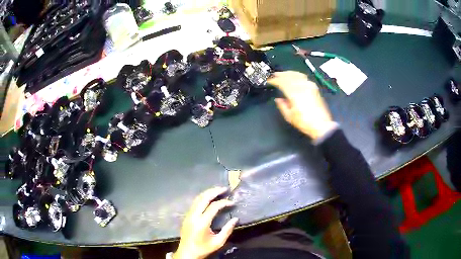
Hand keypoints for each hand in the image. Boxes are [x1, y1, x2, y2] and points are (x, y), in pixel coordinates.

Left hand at [173, 187, 238, 258]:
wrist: (187, 252)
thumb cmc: (203, 248)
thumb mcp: (218, 242)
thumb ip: (227, 230)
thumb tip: (235, 219)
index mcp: (202, 222)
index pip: (214, 206)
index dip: (224, 202)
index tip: (232, 202)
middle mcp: (194, 215)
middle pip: (203, 198)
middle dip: (214, 191)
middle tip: (224, 189)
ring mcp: (189, 215)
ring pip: (197, 198)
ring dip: (208, 193)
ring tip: (218, 190)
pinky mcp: (187, 216)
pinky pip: (194, 203)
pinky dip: (202, 197)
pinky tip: (209, 198)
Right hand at [268, 71, 336, 140]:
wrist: (321, 125)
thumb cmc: (305, 122)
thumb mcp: (289, 117)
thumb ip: (282, 106)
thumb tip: (278, 99)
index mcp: (294, 93)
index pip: (282, 82)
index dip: (274, 80)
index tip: (269, 80)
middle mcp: (302, 87)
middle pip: (289, 76)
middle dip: (280, 74)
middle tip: (274, 75)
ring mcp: (309, 86)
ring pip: (297, 74)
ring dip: (288, 73)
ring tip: (283, 74)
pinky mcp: (314, 88)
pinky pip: (304, 77)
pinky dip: (297, 75)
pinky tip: (295, 77)